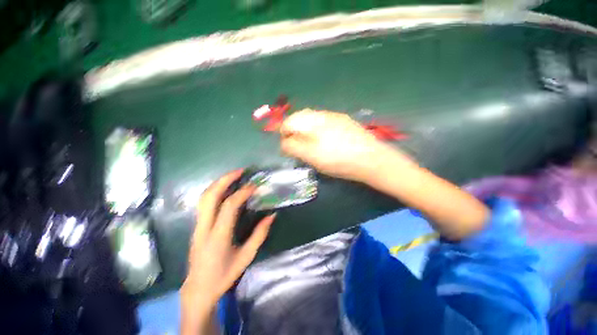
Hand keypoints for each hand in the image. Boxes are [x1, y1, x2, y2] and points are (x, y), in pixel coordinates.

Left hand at [181, 170, 275, 320]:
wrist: (198, 289)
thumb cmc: (224, 275)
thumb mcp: (246, 257)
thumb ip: (259, 234)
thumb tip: (272, 215)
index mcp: (218, 236)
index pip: (229, 206)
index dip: (242, 193)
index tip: (254, 186)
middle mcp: (204, 228)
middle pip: (210, 196)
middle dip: (225, 180)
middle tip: (240, 171)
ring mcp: (197, 226)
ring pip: (203, 197)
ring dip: (218, 183)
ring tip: (233, 176)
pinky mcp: (196, 226)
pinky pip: (203, 202)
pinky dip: (214, 190)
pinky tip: (225, 188)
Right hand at [280, 109, 413, 181]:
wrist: (371, 159)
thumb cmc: (338, 160)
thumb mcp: (311, 156)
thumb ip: (293, 147)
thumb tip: (284, 142)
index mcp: (312, 122)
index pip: (289, 122)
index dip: (284, 134)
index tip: (287, 147)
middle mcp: (322, 114)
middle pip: (300, 118)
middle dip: (295, 131)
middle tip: (298, 146)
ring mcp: (335, 117)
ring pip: (312, 119)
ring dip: (306, 129)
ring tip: (310, 144)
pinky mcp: (344, 121)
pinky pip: (324, 122)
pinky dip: (318, 129)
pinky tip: (325, 140)